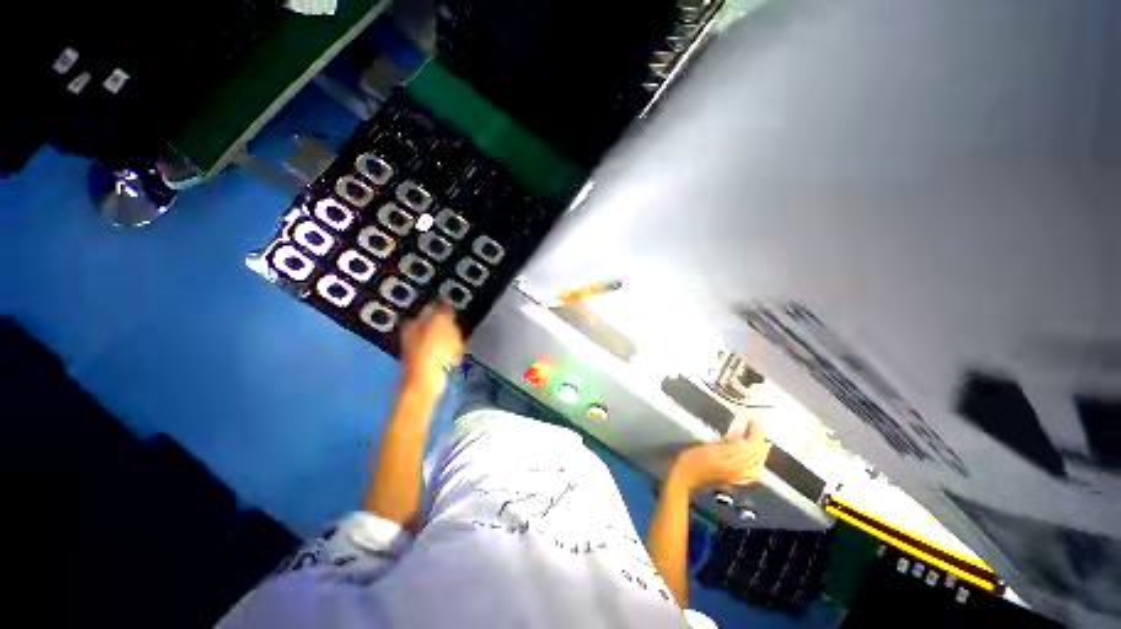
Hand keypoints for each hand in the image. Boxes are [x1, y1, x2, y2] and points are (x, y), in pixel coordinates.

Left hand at [400, 302, 463, 395]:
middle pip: (440, 324)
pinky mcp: (430, 360)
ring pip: (445, 338)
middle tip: (456, 336)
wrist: (425, 382)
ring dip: (453, 343)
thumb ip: (443, 311)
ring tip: (455, 350)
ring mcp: (422, 348)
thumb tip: (446, 300)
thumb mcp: (439, 325)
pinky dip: (451, 354)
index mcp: (414, 323)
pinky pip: (445, 351)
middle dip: (452, 330)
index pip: (432, 309)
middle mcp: (414, 334)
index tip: (456, 317)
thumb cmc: (432, 351)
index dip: (446, 312)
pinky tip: (453, 360)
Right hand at [670, 421, 770, 492]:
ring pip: (756, 467)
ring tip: (761, 444)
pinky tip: (752, 462)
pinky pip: (750, 474)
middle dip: (761, 443)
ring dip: (761, 455)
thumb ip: (730, 448)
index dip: (755, 434)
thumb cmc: (693, 461)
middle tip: (760, 430)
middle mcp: (739, 472)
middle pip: (757, 459)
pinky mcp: (730, 480)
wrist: (682, 478)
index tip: (755, 421)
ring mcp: (735, 478)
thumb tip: (746, 442)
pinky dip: (755, 466)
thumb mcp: (710, 451)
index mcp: (735, 464)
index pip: (752, 448)